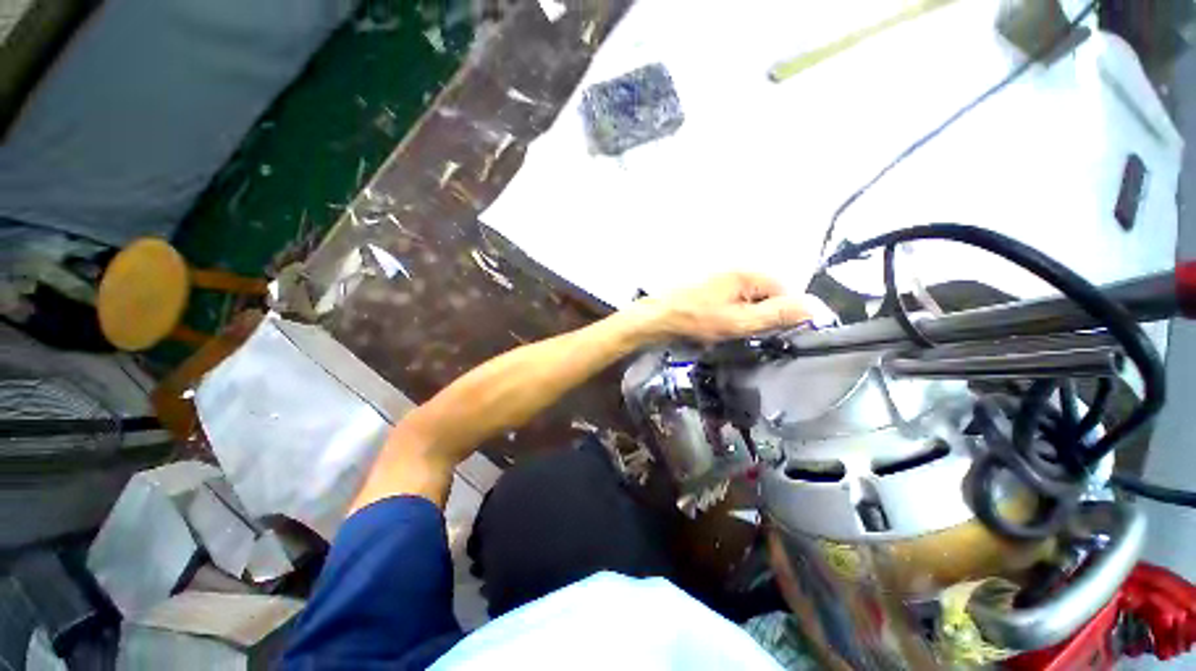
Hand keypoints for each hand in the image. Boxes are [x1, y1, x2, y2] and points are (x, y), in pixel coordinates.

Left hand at [632, 272, 810, 343]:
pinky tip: (721, 325)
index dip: (786, 314)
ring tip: (733, 331)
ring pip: (751, 300)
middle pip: (769, 295)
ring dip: (748, 317)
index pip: (787, 291)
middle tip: (750, 334)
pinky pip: (735, 301)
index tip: (775, 334)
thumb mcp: (739, 322)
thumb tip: (815, 307)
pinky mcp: (712, 288)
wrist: (657, 318)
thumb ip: (776, 315)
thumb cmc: (696, 320)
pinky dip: (734, 314)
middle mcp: (739, 271)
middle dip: (765, 316)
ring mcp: (724, 278)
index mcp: (749, 274)